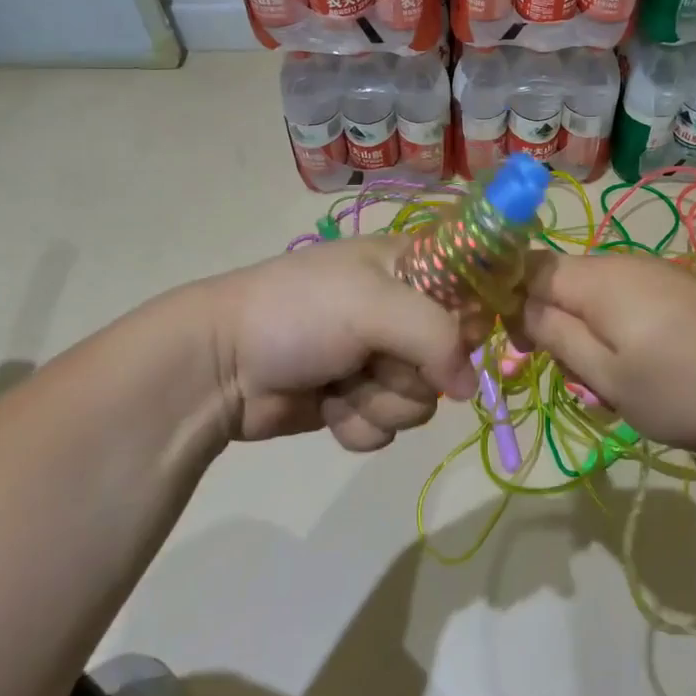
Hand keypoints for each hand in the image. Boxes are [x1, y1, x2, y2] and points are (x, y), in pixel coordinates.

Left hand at [210, 238, 479, 449]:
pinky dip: (358, 425)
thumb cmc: (299, 312)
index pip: (476, 289)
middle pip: (452, 359)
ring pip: (420, 402)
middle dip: (412, 373)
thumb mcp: (373, 304)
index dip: (475, 320)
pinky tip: (328, 408)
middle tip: (373, 360)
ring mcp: (378, 358)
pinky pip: (387, 427)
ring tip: (341, 385)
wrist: (219, 364)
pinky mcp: (356, 399)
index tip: (458, 339)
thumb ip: (437, 337)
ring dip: (379, 403)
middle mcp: (402, 310)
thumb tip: (471, 388)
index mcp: (410, 268)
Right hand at [517, 250, 695, 450]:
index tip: (514, 346)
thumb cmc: (684, 386)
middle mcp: (621, 263)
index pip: (528, 268)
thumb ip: (556, 337)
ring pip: (594, 296)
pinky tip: (643, 369)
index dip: (509, 301)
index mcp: (596, 278)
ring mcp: (655, 273)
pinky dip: (617, 332)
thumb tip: (519, 307)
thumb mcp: (608, 376)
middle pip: (561, 282)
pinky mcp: (679, 289)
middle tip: (572, 378)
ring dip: (586, 335)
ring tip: (611, 384)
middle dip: (552, 326)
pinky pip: (626, 302)